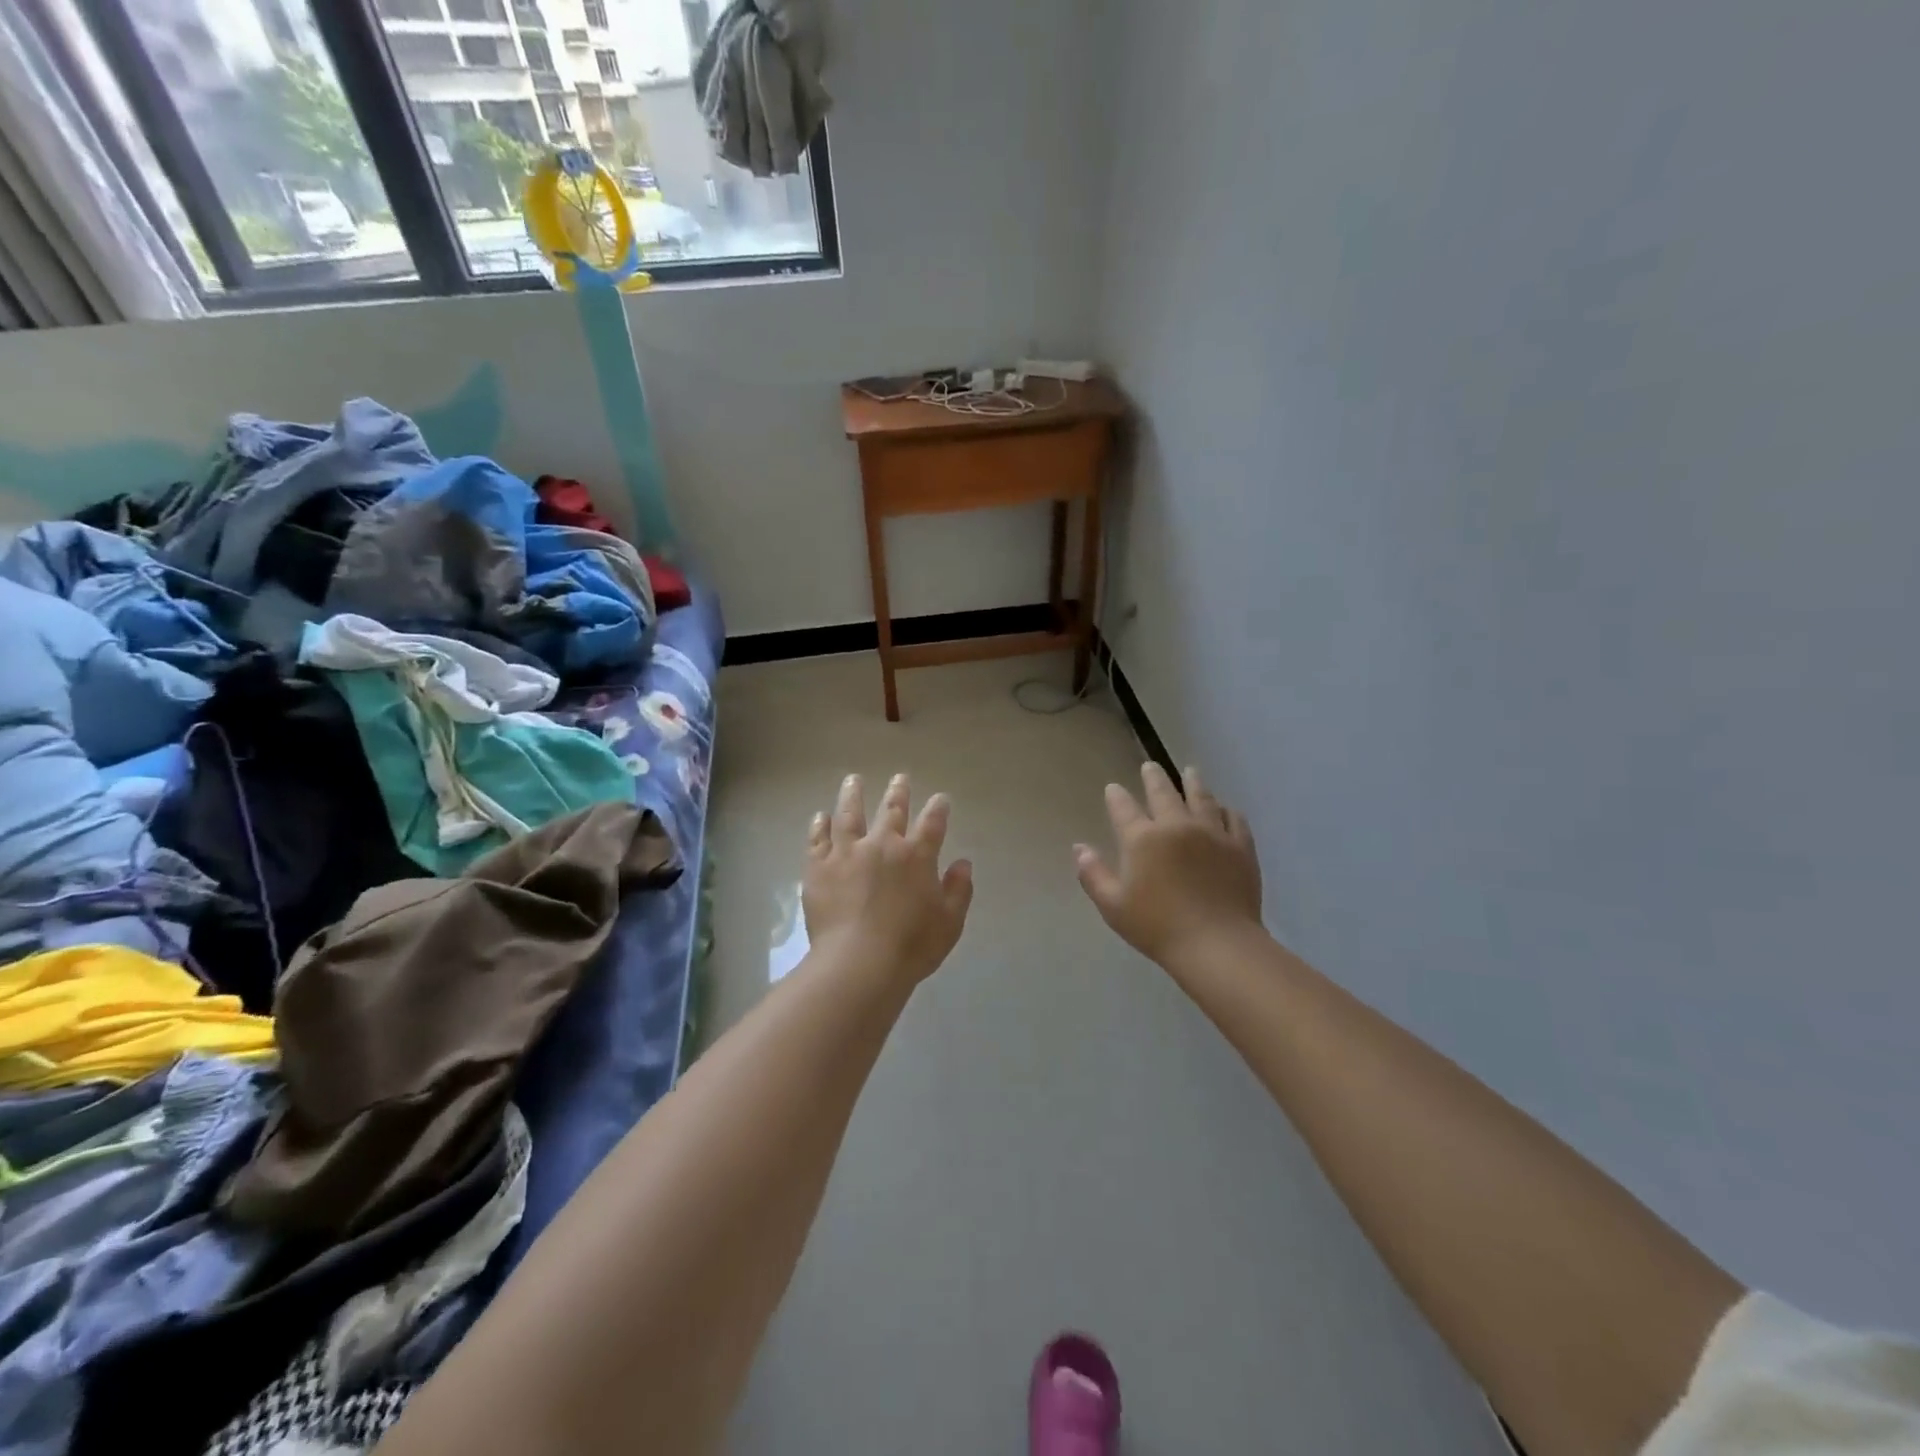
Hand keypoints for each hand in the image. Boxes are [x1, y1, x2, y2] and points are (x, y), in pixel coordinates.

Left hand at [803, 773, 974, 986]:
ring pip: (850, 814)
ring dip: (853, 794)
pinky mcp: (819, 867)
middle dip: (899, 792)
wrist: (858, 963)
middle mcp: (882, 844)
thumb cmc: (910, 946)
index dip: (939, 808)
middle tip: (900, 778)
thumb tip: (963, 863)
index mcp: (917, 856)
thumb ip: (958, 890)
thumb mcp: (949, 922)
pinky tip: (821, 816)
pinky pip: (818, 838)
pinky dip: (820, 825)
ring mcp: (847, 852)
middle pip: (892, 810)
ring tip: (854, 780)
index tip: (941, 798)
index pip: (933, 823)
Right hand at [1075, 763, 1263, 966]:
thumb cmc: (1158, 928)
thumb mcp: (1113, 906)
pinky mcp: (1240, 847)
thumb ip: (1093, 874)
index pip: (1124, 808)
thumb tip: (1079, 848)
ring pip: (1201, 798)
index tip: (1113, 788)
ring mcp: (1212, 833)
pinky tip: (1225, 808)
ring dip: (1193, 782)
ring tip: (1190, 771)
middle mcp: (1176, 826)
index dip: (1116, 796)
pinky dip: (1226, 809)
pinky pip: (1234, 818)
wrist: (1217, 944)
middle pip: (1163, 792)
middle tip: (1150, 766)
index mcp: (1142, 839)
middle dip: (1154, 777)